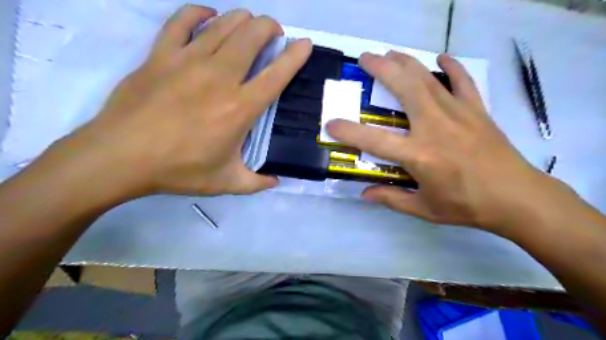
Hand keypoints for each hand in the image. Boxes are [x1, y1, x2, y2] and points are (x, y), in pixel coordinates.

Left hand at [60, 4, 309, 196]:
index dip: (295, 56)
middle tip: (273, 33)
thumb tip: (276, 181)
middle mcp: (220, 78)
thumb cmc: (179, 170)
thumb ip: (256, 183)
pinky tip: (207, 15)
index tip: (305, 44)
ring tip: (249, 24)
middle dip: (269, 27)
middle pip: (251, 36)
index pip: (276, 75)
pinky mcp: (160, 55)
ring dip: (243, 19)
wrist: (120, 157)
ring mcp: (188, 61)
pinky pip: (181, 21)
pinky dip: (199, 13)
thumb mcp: (225, 183)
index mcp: (240, 108)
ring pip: (223, 24)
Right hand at [329, 52, 555, 233]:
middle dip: (382, 69)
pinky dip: (451, 67)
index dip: (349, 131)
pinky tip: (441, 58)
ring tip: (391, 53)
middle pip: (404, 89)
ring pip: (428, 79)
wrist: (517, 198)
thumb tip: (364, 195)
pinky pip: (462, 82)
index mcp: (419, 154)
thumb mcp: (424, 209)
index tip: (331, 123)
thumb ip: (392, 199)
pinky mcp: (476, 110)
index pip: (374, 140)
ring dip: (406, 63)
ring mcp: (458, 114)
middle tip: (366, 58)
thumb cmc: (467, 205)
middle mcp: (434, 127)